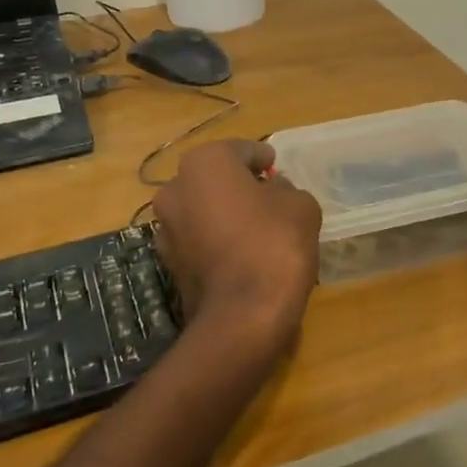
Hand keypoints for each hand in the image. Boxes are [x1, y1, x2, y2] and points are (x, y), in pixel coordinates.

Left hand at [153, 140, 321, 356]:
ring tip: (256, 227)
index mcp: (204, 163)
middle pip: (214, 179)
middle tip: (269, 197)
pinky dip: (215, 240)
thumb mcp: (300, 204)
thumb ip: (286, 188)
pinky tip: (241, 253)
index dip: (262, 158)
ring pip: (202, 209)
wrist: (243, 315)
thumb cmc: (274, 244)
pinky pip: (198, 239)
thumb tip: (274, 191)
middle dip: (239, 184)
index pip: (241, 150)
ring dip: (224, 213)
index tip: (276, 167)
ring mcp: (165, 228)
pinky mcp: (168, 263)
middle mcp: (174, 188)